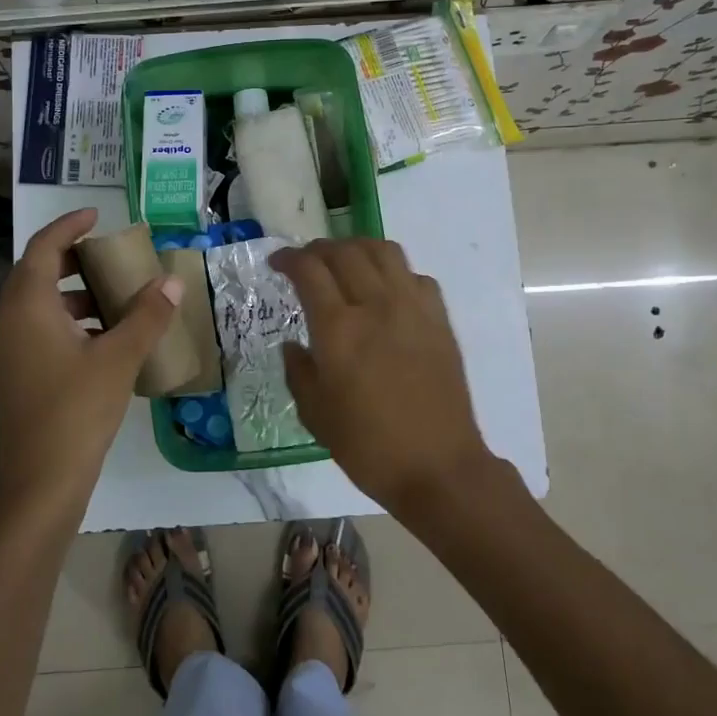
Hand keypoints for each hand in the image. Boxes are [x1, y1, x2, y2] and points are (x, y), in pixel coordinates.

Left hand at [0, 208, 181, 510]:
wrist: (40, 482)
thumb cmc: (77, 410)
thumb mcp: (119, 358)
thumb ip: (147, 315)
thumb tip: (171, 280)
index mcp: (26, 306)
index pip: (44, 247)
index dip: (69, 225)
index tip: (98, 216)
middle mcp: (5, 321)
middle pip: (36, 273)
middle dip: (74, 260)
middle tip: (111, 257)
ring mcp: (3, 351)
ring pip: (36, 305)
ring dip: (72, 295)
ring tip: (113, 299)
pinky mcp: (9, 375)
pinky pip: (35, 331)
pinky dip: (65, 323)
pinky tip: (100, 340)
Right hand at [272, 238, 491, 516]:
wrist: (438, 467)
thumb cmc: (368, 446)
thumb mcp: (316, 416)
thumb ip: (298, 372)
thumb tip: (293, 346)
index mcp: (339, 329)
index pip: (309, 270)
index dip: (288, 259)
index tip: (277, 264)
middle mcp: (376, 306)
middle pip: (345, 252)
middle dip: (318, 249)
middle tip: (306, 262)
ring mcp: (412, 308)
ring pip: (384, 251)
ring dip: (357, 249)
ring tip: (345, 263)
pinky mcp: (439, 320)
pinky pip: (415, 276)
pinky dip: (394, 273)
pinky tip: (386, 292)